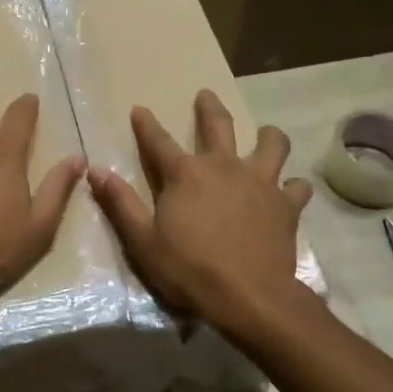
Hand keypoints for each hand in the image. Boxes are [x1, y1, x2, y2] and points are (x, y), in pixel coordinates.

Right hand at [88, 90, 313, 335]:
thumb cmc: (189, 270)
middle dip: (209, 107)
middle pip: (218, 125)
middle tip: (206, 95)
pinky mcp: (286, 204)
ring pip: (271, 144)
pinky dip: (293, 186)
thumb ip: (121, 203)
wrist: (248, 297)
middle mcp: (223, 166)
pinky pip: (296, 186)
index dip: (146, 124)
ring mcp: (260, 182)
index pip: (158, 141)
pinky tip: (290, 191)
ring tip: (266, 135)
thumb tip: (96, 171)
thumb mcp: (143, 241)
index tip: (139, 109)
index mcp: (185, 174)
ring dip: (268, 136)